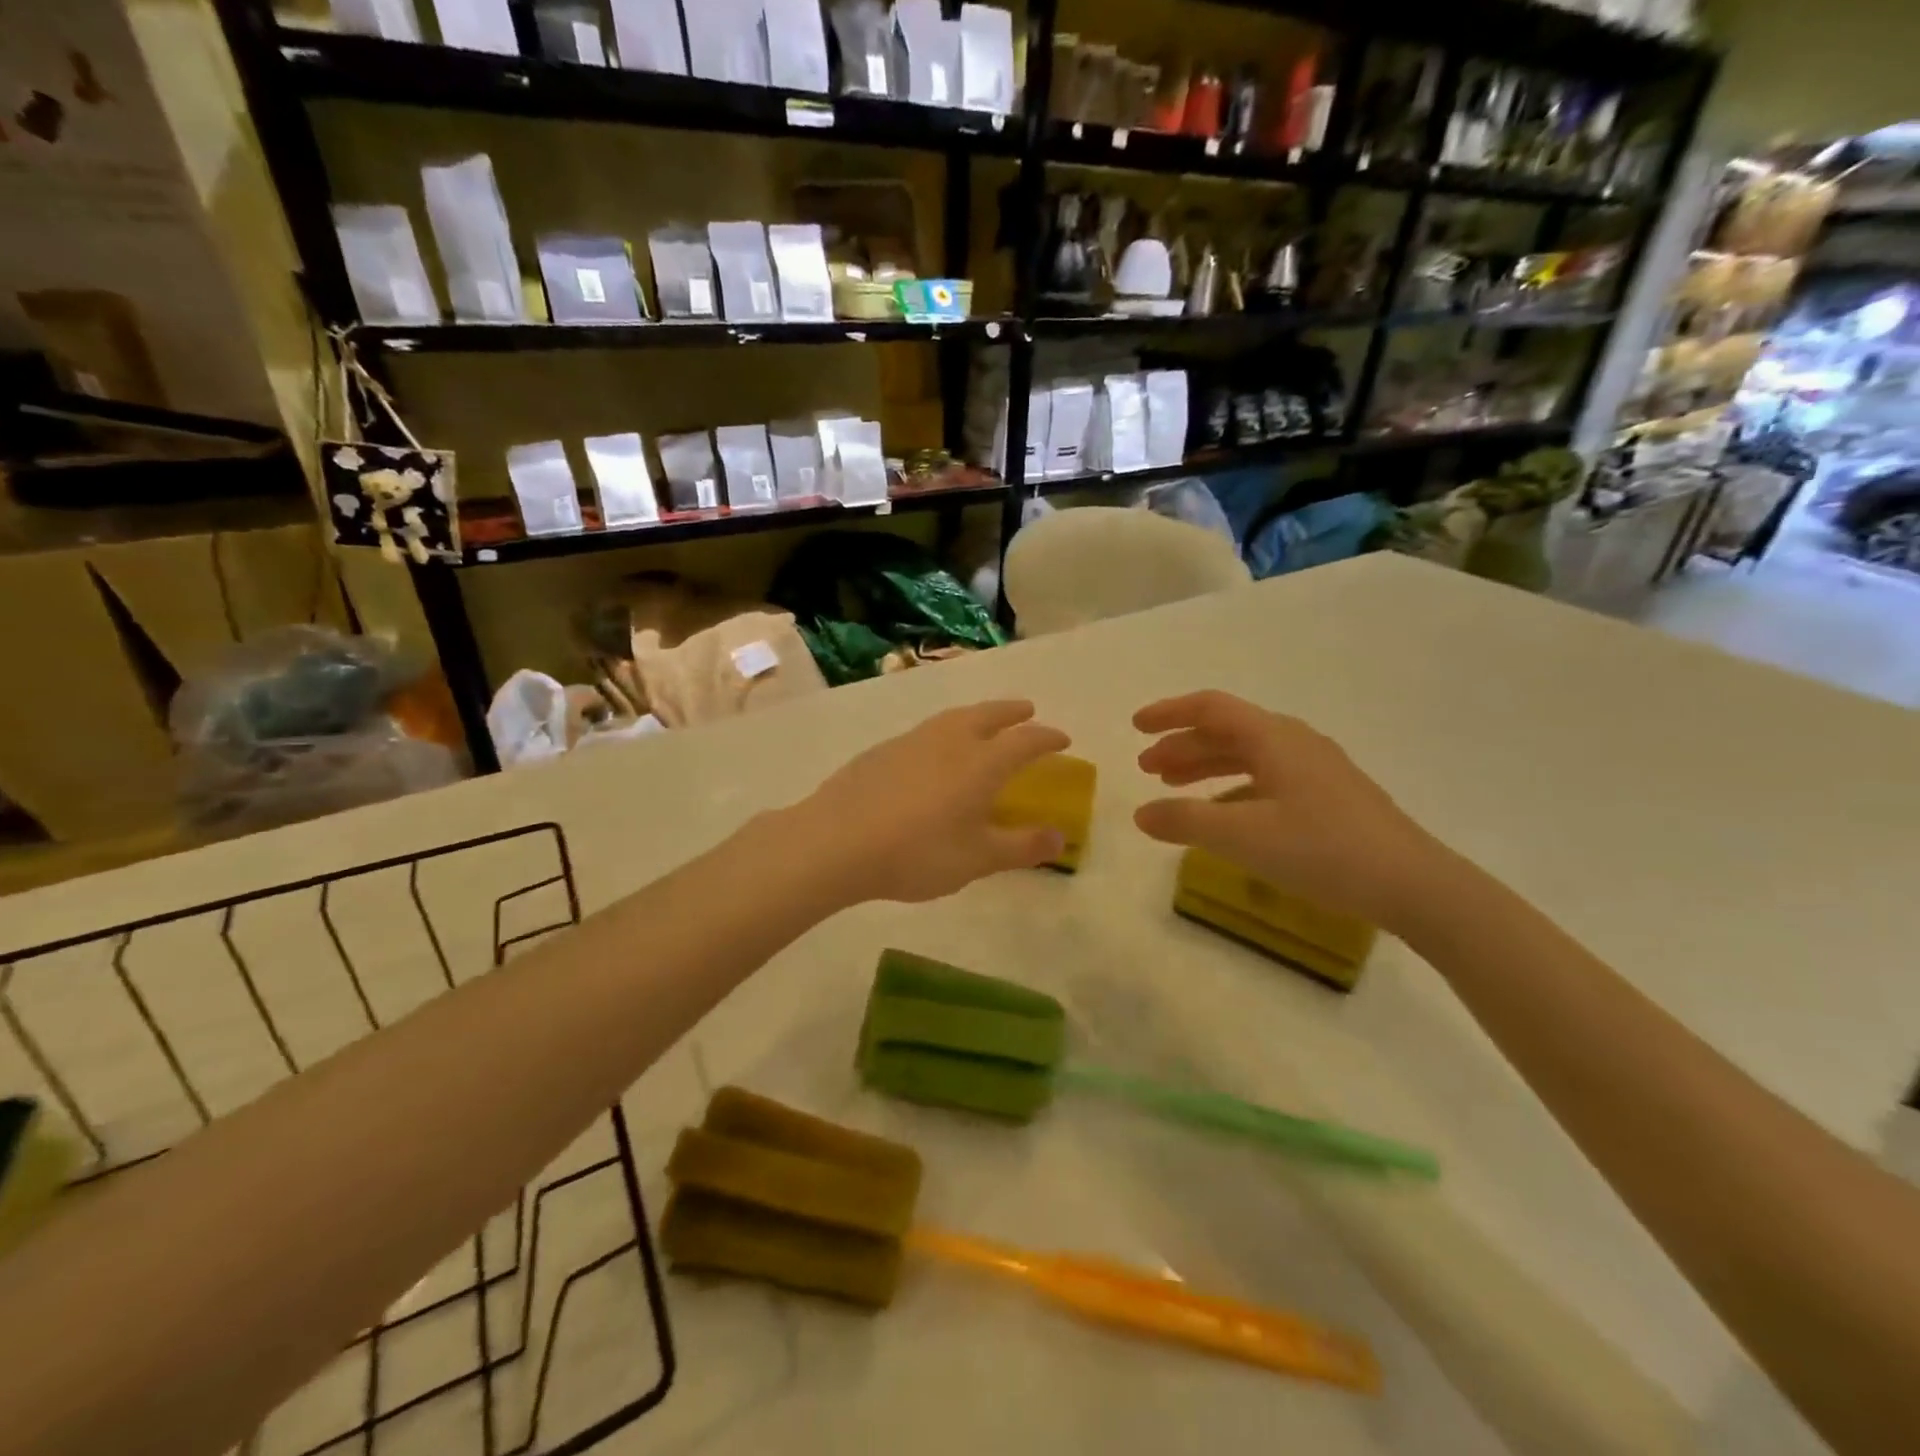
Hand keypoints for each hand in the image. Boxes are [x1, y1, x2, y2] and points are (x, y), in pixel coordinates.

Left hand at [794, 701, 1071, 904]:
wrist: (836, 841)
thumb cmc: (917, 853)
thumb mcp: (977, 859)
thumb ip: (1021, 847)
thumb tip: (1060, 837)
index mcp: (981, 763)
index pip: (1025, 740)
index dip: (1047, 737)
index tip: (1062, 739)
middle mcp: (950, 741)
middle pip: (988, 715)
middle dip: (1012, 711)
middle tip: (1027, 710)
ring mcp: (912, 741)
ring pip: (953, 717)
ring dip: (977, 714)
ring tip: (983, 723)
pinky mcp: (882, 750)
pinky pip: (926, 731)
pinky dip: (944, 731)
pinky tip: (934, 751)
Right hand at [1133, 691, 1442, 928]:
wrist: (1413, 885)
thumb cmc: (1323, 850)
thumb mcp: (1243, 837)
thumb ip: (1185, 822)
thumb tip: (1140, 814)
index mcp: (1274, 738)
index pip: (1211, 708)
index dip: (1169, 713)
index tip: (1135, 726)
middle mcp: (1294, 742)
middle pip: (1227, 731)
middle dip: (1183, 745)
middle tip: (1147, 768)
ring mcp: (1316, 769)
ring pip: (1247, 755)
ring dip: (1206, 766)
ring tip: (1173, 786)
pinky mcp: (1329, 797)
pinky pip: (1266, 779)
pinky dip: (1233, 790)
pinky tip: (1222, 817)